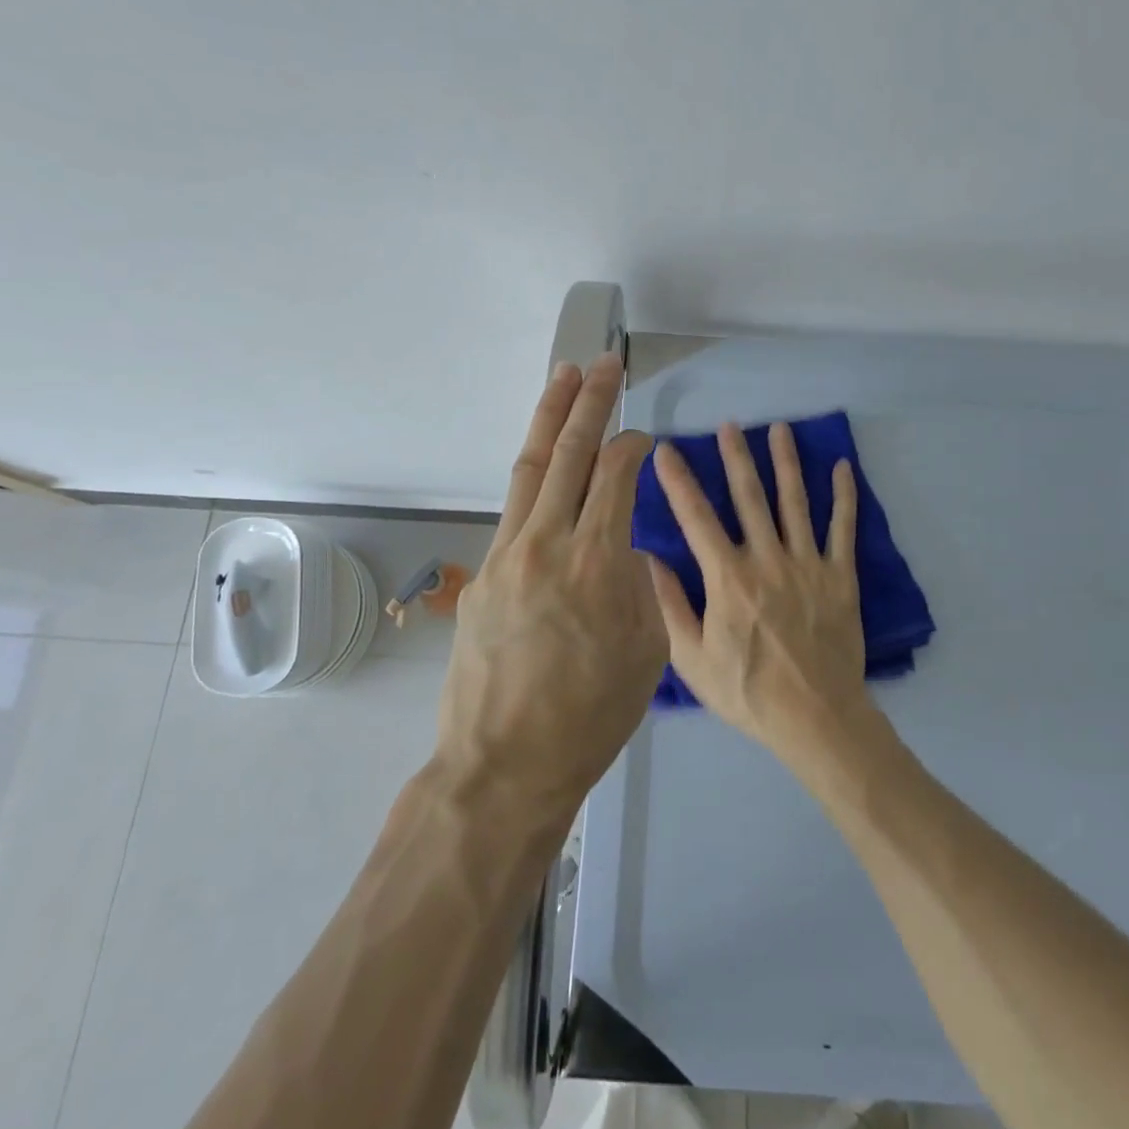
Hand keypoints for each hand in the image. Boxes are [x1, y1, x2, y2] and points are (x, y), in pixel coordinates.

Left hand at [435, 353, 665, 827]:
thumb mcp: (646, 651)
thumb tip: (624, 546)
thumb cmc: (591, 717)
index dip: (632, 447)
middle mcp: (547, 542)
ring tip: (563, 377)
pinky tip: (543, 462)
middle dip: (589, 402)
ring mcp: (506, 554)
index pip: (615, 476)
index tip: (643, 437)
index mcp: (596, 561)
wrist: (504, 764)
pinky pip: (512, 508)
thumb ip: (639, 585)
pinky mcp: (482, 573)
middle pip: (570, 455)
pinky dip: (532, 474)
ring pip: (532, 468)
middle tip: (604, 365)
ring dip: (549, 419)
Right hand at [646, 421, 870, 764]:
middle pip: (749, 498)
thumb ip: (668, 605)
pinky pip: (843, 529)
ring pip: (795, 502)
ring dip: (786, 463)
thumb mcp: (691, 658)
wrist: (816, 719)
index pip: (697, 518)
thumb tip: (646, 559)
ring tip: (779, 429)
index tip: (666, 450)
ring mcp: (808, 565)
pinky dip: (843, 497)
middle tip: (729, 425)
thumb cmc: (748, 692)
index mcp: (728, 578)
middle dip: (736, 458)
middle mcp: (767, 560)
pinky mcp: (840, 577)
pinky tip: (842, 467)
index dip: (679, 481)